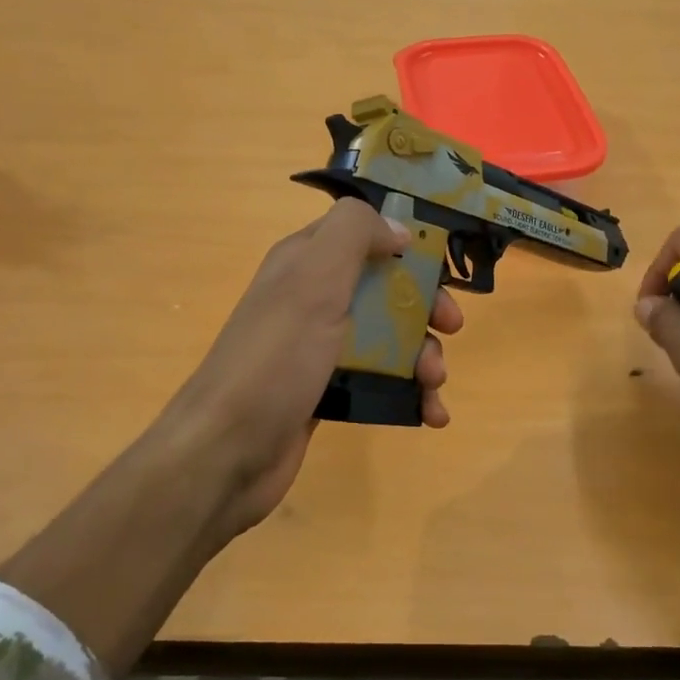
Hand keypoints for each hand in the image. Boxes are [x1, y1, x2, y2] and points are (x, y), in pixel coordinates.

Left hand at [163, 198, 462, 543]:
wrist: (227, 452)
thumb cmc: (277, 359)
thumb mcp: (314, 279)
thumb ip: (354, 234)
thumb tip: (397, 228)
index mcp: (306, 263)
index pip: (363, 235)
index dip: (406, 246)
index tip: (442, 270)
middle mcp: (312, 300)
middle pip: (385, 290)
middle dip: (425, 308)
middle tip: (451, 328)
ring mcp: (320, 349)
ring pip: (389, 339)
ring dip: (423, 357)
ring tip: (434, 384)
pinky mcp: (327, 392)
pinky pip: (379, 382)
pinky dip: (410, 394)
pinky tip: (431, 415)